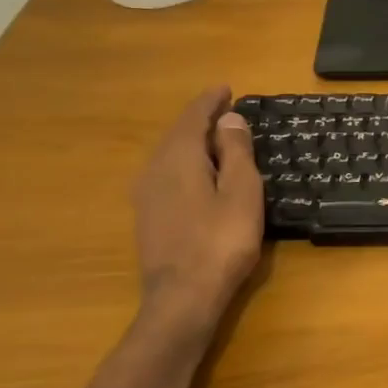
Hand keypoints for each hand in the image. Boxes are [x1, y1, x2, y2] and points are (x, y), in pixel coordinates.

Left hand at [132, 87, 263, 323]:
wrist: (182, 298)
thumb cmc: (221, 242)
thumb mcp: (241, 192)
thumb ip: (235, 151)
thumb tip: (229, 118)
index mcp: (179, 157)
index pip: (194, 117)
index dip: (211, 101)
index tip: (226, 89)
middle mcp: (154, 169)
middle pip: (178, 134)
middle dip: (201, 120)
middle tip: (226, 112)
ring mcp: (145, 195)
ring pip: (169, 156)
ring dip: (193, 143)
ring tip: (216, 141)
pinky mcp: (147, 218)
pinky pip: (167, 175)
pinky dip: (186, 164)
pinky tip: (199, 177)